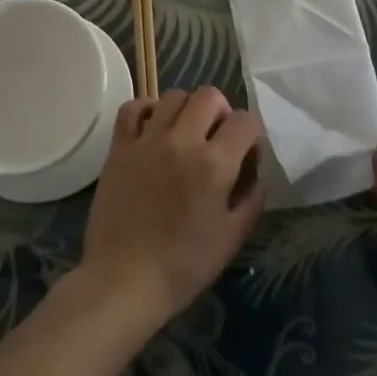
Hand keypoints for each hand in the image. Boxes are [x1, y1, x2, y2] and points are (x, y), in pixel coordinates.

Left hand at [78, 87, 264, 327]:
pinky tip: (153, 127)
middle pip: (210, 96)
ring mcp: (148, 140)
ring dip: (187, 109)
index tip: (246, 154)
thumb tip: (256, 173)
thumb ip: (251, 199)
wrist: (124, 280)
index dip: (252, 134)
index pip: (246, 121)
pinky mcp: (120, 147)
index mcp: (215, 164)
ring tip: (186, 133)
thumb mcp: (232, 238)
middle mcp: (182, 141)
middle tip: (217, 138)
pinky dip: (147, 109)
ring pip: (174, 95)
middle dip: (222, 112)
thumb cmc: (184, 266)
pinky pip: (133, 108)